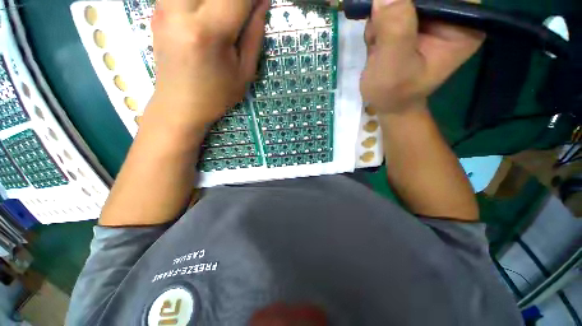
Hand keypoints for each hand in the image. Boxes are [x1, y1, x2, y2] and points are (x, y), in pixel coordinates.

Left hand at [147, 0, 268, 130]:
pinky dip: (202, 1)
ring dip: (217, 0)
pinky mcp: (157, 9)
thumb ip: (254, 34)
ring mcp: (164, 7)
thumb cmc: (217, 95)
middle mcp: (181, 11)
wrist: (180, 105)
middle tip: (243, 12)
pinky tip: (209, 13)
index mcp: (209, 32)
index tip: (261, 3)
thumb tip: (262, 2)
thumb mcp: (244, 72)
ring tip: (227, 17)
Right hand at [360, 0, 484, 113]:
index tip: (393, 15)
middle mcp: (451, 15)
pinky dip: (377, 22)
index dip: (418, 0)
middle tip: (380, 32)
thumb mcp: (394, 65)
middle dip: (395, 6)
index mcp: (463, 24)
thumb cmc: (395, 93)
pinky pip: (392, 7)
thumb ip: (395, 29)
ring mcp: (430, 17)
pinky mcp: (412, 22)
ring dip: (382, 16)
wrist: (387, 103)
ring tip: (377, 44)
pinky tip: (376, 43)